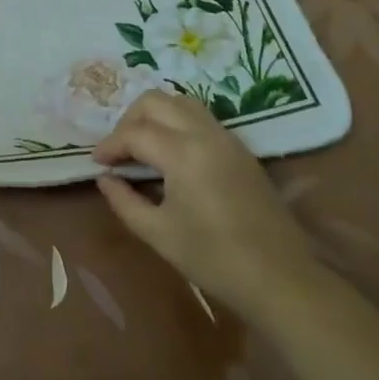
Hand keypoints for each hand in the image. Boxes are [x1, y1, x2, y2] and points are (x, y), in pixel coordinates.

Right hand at [93, 92, 318, 320]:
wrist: (281, 278)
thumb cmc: (215, 259)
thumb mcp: (159, 234)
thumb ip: (125, 201)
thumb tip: (106, 179)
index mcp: (182, 152)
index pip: (134, 133)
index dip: (110, 145)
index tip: (97, 163)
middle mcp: (204, 133)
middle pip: (155, 101)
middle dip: (129, 120)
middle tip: (119, 151)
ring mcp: (226, 137)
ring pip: (180, 102)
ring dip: (155, 115)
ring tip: (142, 146)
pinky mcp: (239, 148)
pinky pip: (200, 116)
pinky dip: (177, 121)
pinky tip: (171, 153)